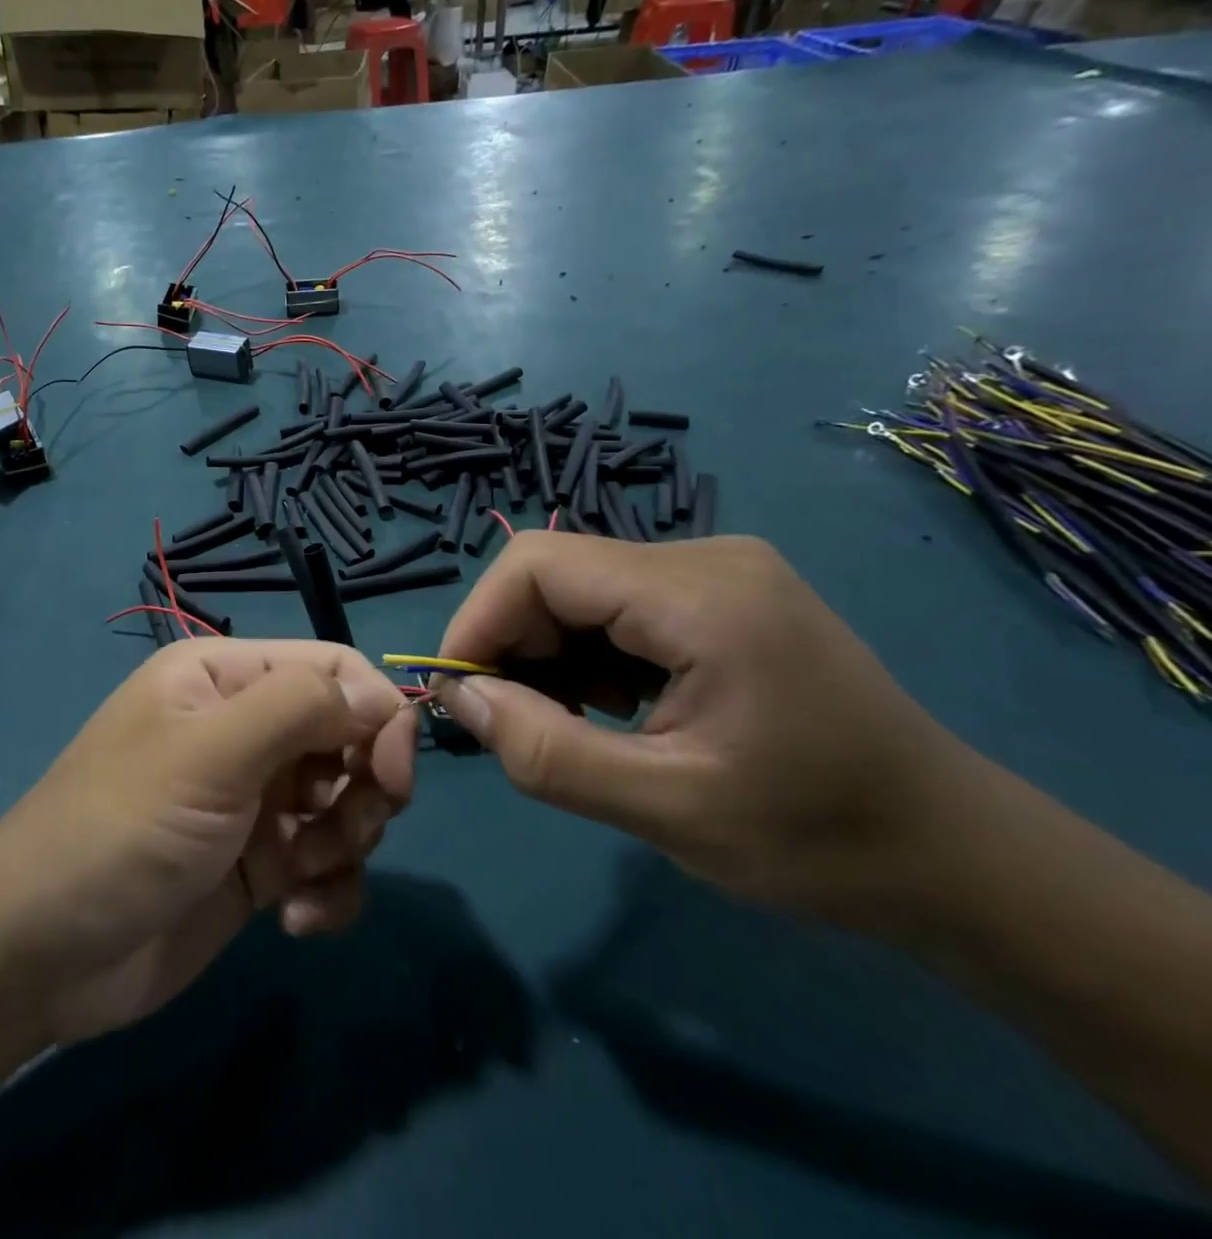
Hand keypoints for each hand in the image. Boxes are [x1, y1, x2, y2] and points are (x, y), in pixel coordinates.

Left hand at [0, 640, 416, 1043]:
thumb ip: (298, 708)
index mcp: (226, 678)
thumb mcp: (209, 754)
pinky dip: (331, 890)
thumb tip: (381, 697)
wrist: (42, 956)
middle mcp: (246, 729)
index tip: (393, 773)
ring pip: (348, 802)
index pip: (332, 670)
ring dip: (346, 843)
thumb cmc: (123, 829)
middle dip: (364, 786)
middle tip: (344, 832)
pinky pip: (330, 863)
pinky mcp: (262, 866)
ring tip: (303, 877)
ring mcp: (256, 800)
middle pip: (350, 735)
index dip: (376, 713)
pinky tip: (294, 920)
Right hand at [434, 533, 990, 926]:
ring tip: (563, 723)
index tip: (457, 693)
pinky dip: (586, 654)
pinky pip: (617, 605)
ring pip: (581, 589)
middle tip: (508, 722)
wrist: (954, 856)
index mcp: (700, 594)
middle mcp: (705, 557)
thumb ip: (545, 751)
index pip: (538, 565)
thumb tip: (457, 698)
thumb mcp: (666, 808)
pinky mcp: (720, 596)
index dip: (478, 620)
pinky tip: (608, 708)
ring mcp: (717, 572)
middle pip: (556, 572)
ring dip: (547, 653)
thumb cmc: (817, 840)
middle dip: (511, 643)